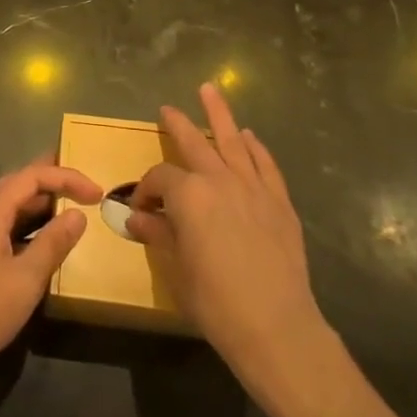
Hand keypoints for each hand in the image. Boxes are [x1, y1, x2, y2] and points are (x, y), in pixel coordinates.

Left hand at [0, 159, 101, 396]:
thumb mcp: (26, 277)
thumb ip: (53, 243)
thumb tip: (78, 214)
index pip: (32, 177)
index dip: (65, 177)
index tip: (96, 194)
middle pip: (20, 184)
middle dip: (52, 178)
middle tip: (83, 183)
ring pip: (17, 206)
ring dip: (44, 201)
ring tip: (73, 204)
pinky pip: (15, 228)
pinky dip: (37, 225)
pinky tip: (50, 240)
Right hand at [129, 84, 334, 411]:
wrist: (276, 326)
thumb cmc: (215, 301)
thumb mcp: (176, 269)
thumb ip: (157, 236)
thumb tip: (136, 219)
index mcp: (188, 194)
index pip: (160, 178)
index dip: (145, 190)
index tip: (139, 210)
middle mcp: (220, 180)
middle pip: (195, 142)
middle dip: (178, 124)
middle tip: (167, 108)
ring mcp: (254, 188)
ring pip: (234, 141)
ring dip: (220, 115)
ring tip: (211, 90)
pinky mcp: (280, 203)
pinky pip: (266, 165)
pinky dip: (256, 148)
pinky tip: (250, 138)